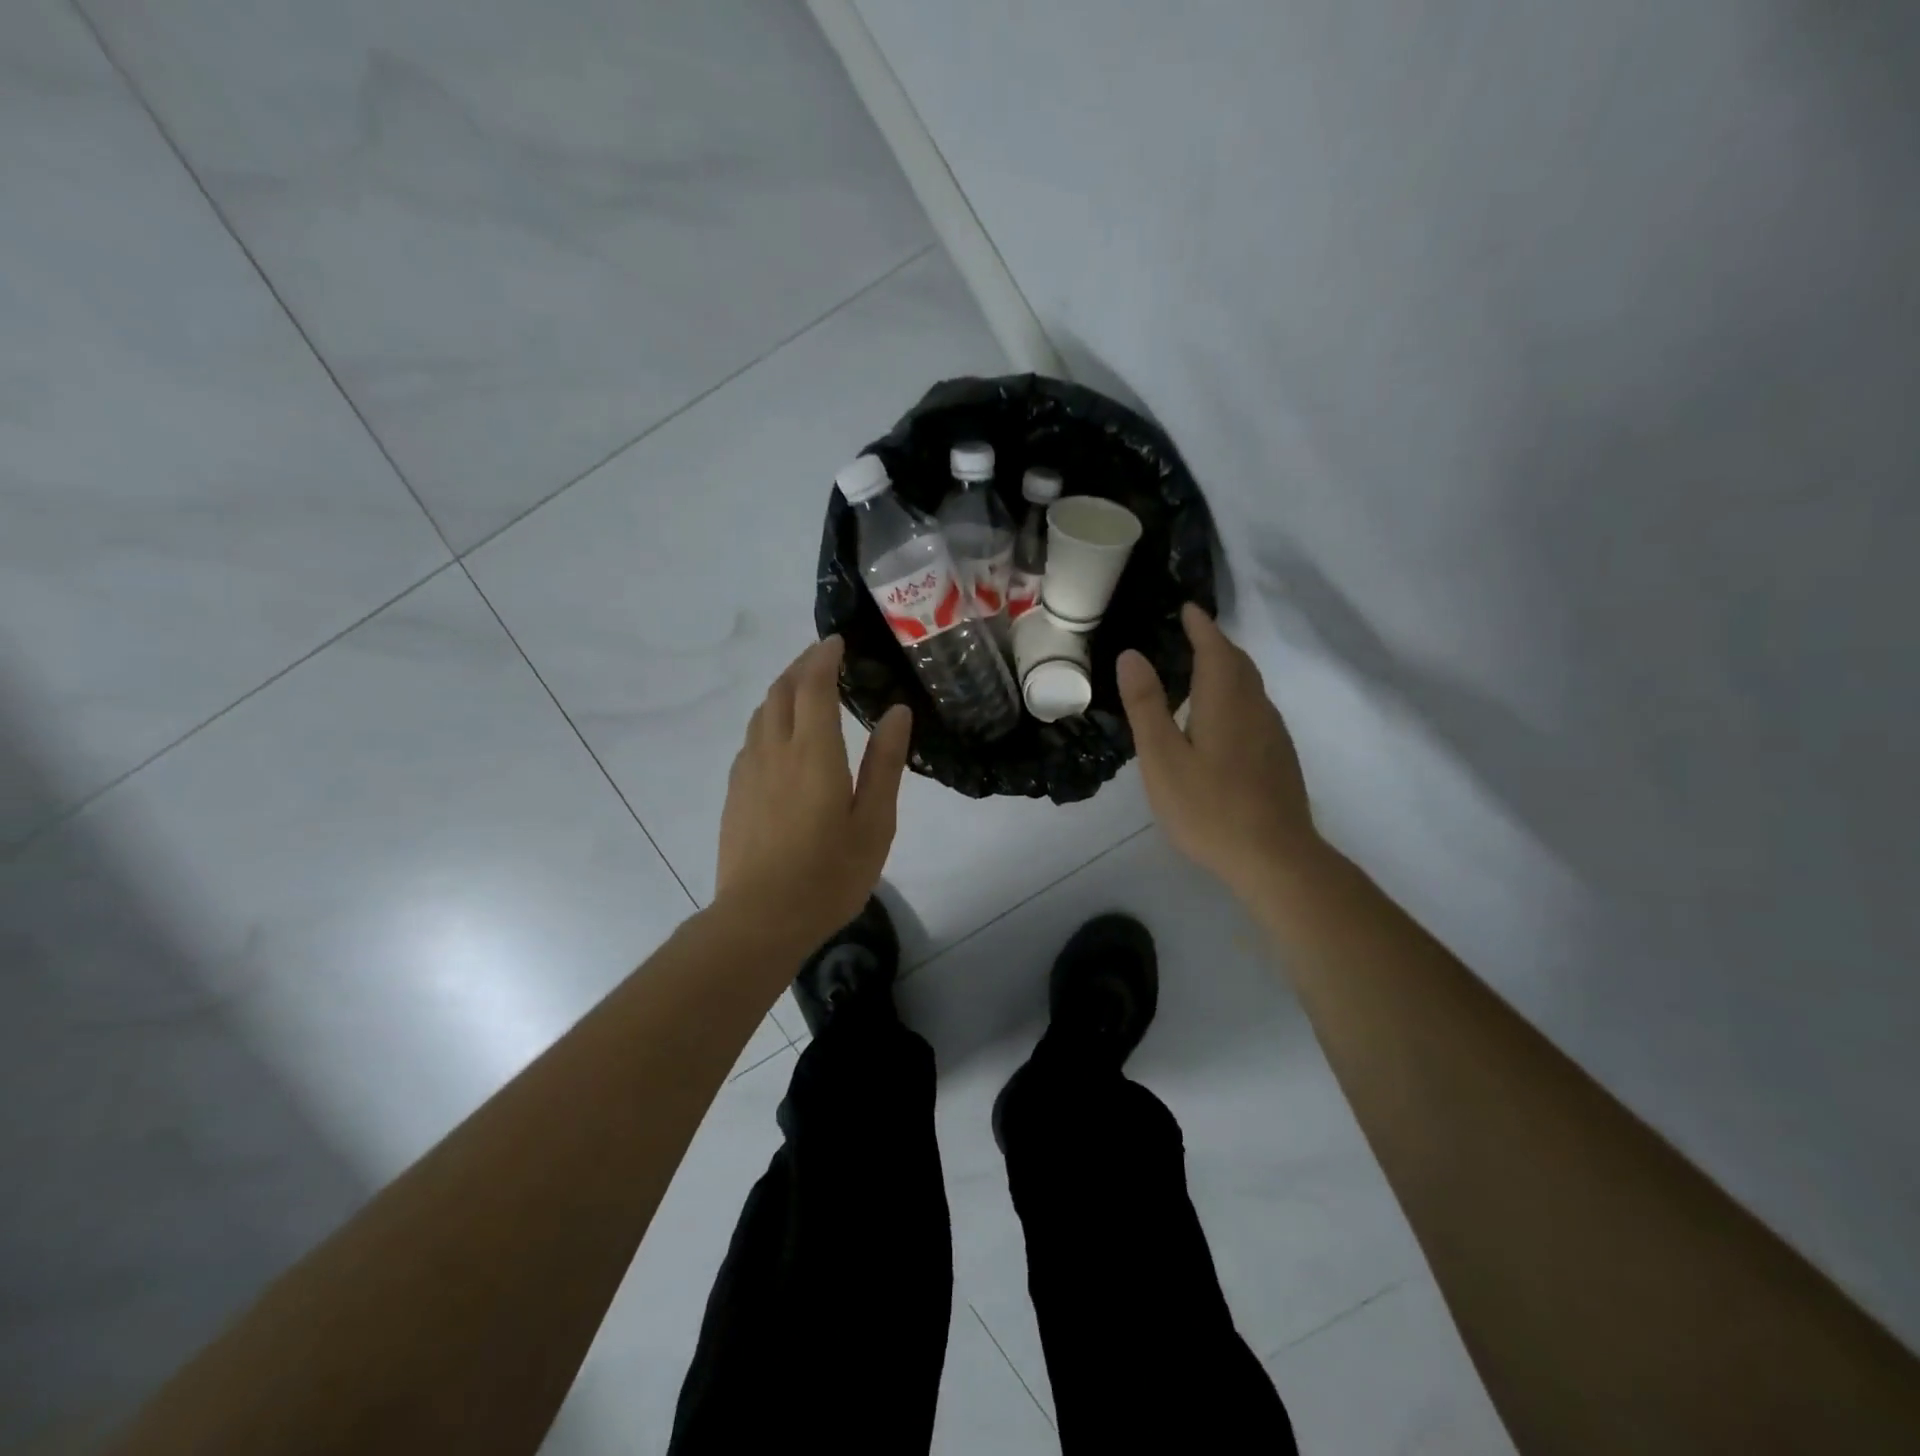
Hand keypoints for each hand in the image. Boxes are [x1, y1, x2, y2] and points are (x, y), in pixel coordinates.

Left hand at [714, 636, 912, 947]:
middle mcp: (774, 750)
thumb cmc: (829, 874)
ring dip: (783, 690)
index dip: (823, 657)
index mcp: (813, 753)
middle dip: (801, 665)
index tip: (837, 641)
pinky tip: (782, 737)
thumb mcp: (874, 822)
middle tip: (824, 657)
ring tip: (805, 690)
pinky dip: (770, 719)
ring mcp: (748, 771)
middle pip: (781, 690)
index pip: (813, 685)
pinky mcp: (735, 792)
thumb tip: (897, 712)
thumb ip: (884, 763)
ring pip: (762, 712)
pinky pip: (752, 738)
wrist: (760, 919)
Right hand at [1117, 604, 1318, 894]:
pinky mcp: (1279, 758)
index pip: (1215, 648)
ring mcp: (1273, 734)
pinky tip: (1222, 718)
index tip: (1187, 608)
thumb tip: (1132, 654)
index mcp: (1225, 701)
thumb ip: (1146, 705)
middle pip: (1239, 664)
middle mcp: (1255, 708)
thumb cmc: (1208, 807)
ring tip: (1203, 668)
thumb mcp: (1162, 757)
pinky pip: (1256, 709)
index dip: (1201, 626)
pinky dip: (1237, 695)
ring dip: (1229, 668)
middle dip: (1216, 643)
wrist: (1274, 857)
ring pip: (1251, 687)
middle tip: (1193, 632)